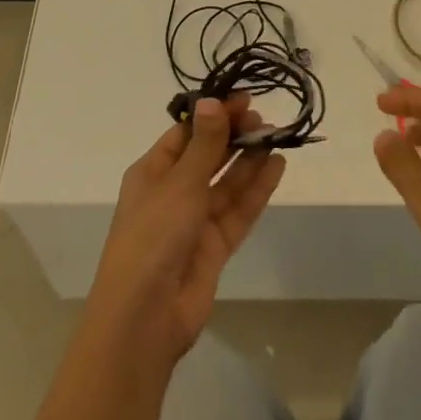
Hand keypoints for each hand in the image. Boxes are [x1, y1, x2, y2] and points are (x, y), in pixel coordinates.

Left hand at [83, 94, 286, 363]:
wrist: (144, 319)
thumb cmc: (153, 236)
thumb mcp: (180, 183)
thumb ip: (204, 144)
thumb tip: (212, 100)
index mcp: (153, 172)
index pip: (186, 133)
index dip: (213, 115)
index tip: (243, 101)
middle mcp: (173, 192)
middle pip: (207, 156)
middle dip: (233, 136)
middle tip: (262, 119)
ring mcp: (194, 222)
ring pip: (226, 183)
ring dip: (248, 160)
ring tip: (275, 136)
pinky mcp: (213, 249)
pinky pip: (237, 211)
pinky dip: (256, 190)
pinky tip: (277, 167)